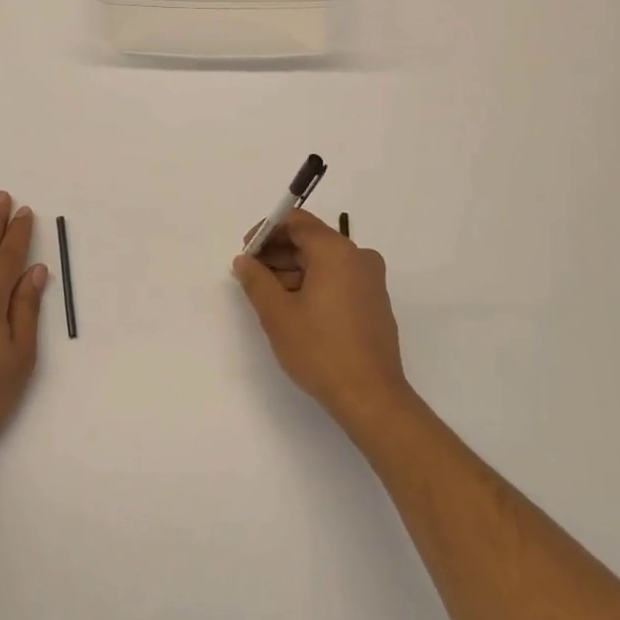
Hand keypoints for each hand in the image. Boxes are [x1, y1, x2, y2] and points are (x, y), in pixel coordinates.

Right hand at [233, 209, 411, 435]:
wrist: (371, 397)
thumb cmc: (320, 350)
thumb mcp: (277, 314)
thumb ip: (256, 280)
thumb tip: (244, 261)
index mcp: (337, 251)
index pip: (297, 222)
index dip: (267, 231)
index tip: (246, 251)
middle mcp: (358, 257)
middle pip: (311, 240)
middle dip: (278, 252)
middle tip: (251, 275)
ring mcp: (371, 279)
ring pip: (324, 260)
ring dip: (294, 270)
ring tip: (269, 295)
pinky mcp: (374, 301)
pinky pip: (339, 278)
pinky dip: (314, 283)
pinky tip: (295, 308)